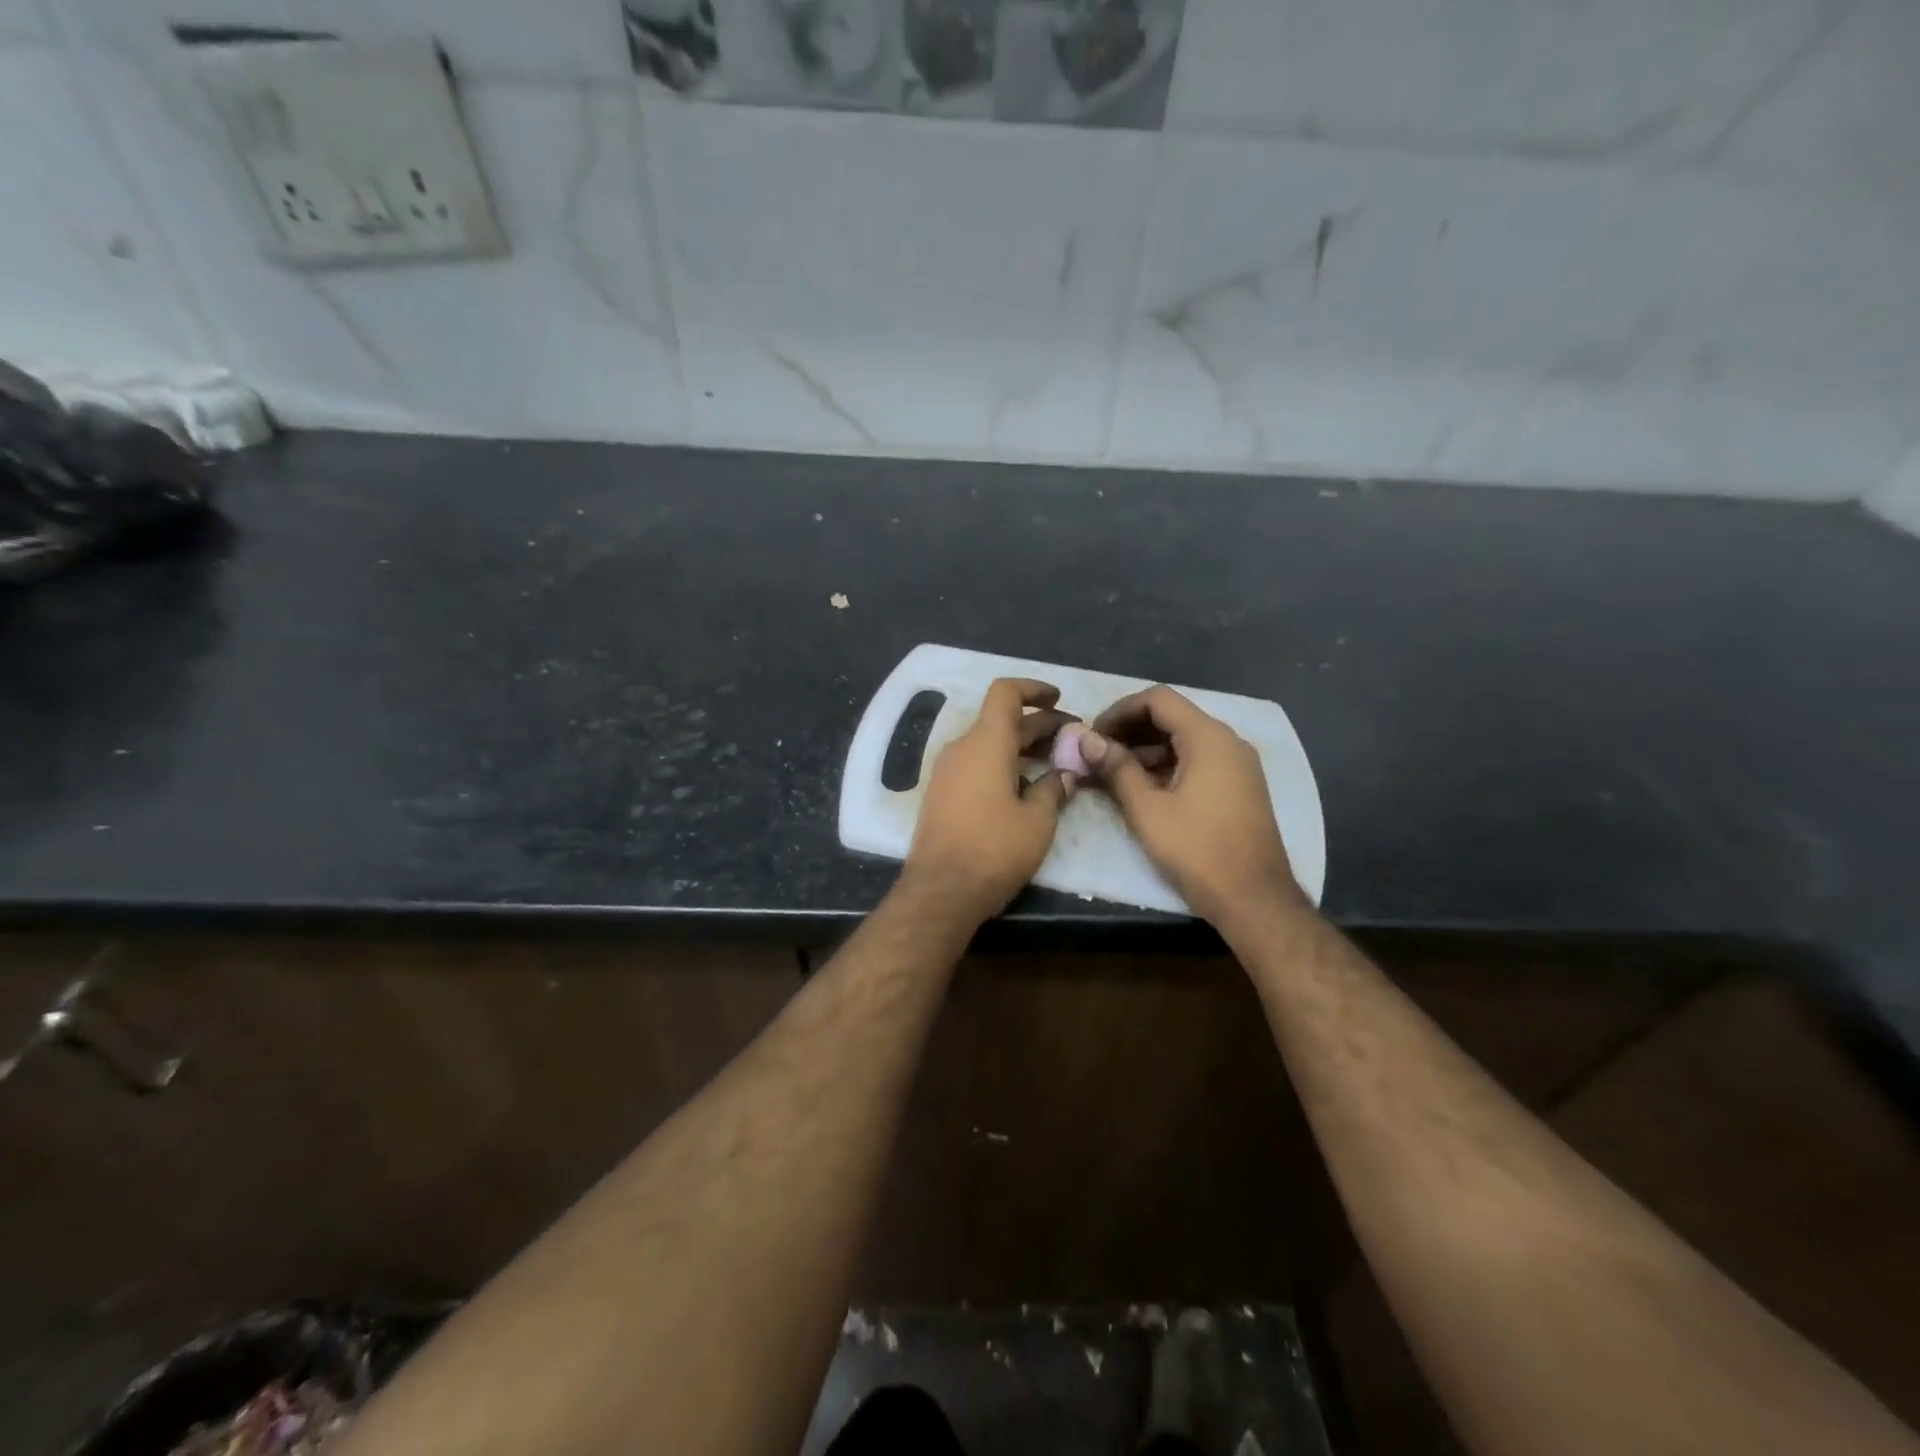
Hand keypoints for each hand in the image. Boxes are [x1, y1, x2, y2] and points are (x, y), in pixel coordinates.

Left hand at [905, 678, 1077, 922]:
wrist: (941, 891)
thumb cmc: (995, 850)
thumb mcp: (1038, 821)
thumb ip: (1054, 788)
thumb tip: (1063, 773)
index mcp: (986, 742)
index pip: (1005, 693)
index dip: (1033, 689)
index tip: (1058, 699)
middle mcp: (962, 748)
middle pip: (1001, 721)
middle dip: (1038, 725)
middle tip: (1072, 740)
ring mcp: (946, 772)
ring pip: (988, 744)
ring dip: (1021, 747)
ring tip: (1055, 764)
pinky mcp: (941, 794)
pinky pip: (975, 765)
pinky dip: (1002, 765)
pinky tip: (1025, 789)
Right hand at [1079, 686, 1305, 927]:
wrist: (1255, 899)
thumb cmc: (1197, 850)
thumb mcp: (1147, 809)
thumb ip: (1117, 768)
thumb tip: (1087, 740)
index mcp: (1208, 738)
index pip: (1158, 699)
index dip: (1120, 710)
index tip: (1093, 734)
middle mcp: (1228, 742)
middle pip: (1172, 716)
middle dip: (1131, 730)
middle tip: (1097, 753)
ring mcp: (1238, 765)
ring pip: (1185, 740)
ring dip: (1147, 750)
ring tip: (1113, 773)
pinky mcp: (1239, 786)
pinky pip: (1198, 760)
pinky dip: (1168, 766)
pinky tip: (1143, 788)